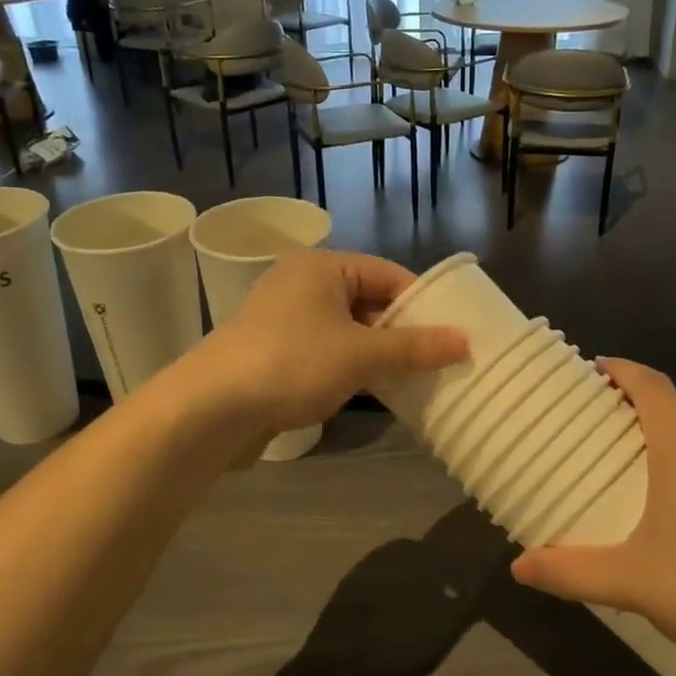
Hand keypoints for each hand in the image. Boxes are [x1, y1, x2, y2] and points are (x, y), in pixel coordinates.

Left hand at [196, 250, 466, 434]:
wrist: (211, 408)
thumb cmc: (292, 364)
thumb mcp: (361, 354)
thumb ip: (414, 347)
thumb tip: (465, 341)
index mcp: (322, 267)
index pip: (388, 274)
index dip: (421, 303)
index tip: (451, 333)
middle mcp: (302, 283)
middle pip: (367, 302)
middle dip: (400, 332)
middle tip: (437, 361)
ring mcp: (284, 318)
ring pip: (346, 330)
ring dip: (376, 353)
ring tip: (412, 379)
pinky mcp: (273, 351)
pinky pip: (325, 351)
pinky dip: (349, 367)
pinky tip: (371, 391)